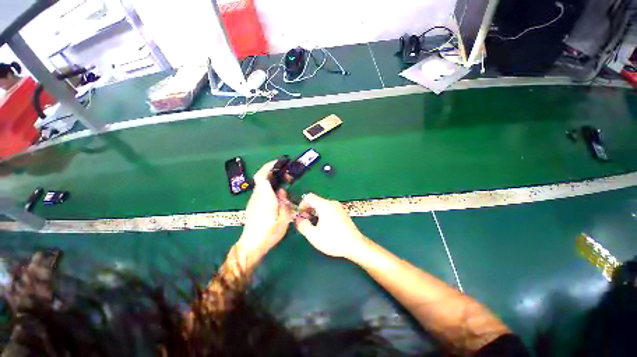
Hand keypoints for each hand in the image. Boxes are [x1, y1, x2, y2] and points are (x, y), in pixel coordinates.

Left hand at [237, 161, 291, 265]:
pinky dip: (268, 187)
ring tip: (283, 183)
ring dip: (271, 180)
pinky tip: (276, 194)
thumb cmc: (268, 234)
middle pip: (260, 178)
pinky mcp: (252, 205)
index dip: (268, 166)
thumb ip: (284, 203)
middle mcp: (257, 196)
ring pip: (260, 184)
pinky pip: (260, 191)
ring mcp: (253, 200)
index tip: (278, 163)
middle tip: (286, 175)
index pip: (261, 176)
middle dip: (272, 172)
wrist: (251, 246)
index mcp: (265, 198)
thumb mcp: (283, 220)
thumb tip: (282, 192)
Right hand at [295, 193, 367, 258]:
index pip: (309, 197)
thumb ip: (302, 225)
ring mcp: (338, 207)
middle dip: (308, 210)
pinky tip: (324, 226)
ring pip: (322, 205)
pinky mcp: (342, 212)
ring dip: (315, 213)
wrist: (355, 245)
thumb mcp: (314, 236)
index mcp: (325, 205)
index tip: (301, 216)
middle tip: (306, 223)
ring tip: (314, 226)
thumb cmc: (334, 240)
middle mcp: (332, 203)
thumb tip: (298, 218)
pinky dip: (322, 214)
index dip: (301, 205)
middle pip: (315, 201)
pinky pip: (328, 209)